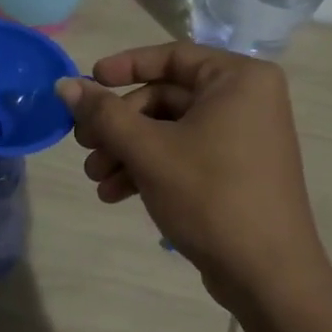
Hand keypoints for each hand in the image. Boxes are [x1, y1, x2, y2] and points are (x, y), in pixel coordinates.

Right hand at [56, 44, 329, 312]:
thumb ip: (104, 113)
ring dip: (127, 151)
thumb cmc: (210, 196)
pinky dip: (149, 168)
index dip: (124, 67)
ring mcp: (243, 137)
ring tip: (96, 179)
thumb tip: (64, 84)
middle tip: (84, 145)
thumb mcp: (149, 150)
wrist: (267, 276)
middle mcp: (246, 100)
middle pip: (165, 97)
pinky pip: (184, 154)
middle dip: (119, 125)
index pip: (172, 56)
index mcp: (239, 79)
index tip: (88, 83)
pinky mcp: (236, 170)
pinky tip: (115, 194)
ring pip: (169, 130)